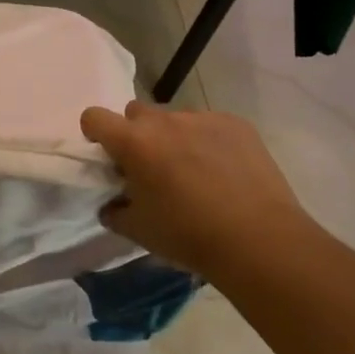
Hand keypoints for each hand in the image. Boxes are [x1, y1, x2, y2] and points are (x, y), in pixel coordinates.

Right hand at [79, 102, 318, 278]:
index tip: (109, 156)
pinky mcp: (236, 124)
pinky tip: (225, 172)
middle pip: (136, 113)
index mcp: (133, 142)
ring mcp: (202, 118)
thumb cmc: (188, 236)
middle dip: (137, 134)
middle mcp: (164, 121)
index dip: (96, 133)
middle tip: (152, 168)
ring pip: (175, 119)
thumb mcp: (139, 231)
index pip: (94, 116)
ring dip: (174, 138)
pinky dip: (209, 142)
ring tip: (195, 173)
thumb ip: (116, 211)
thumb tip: (112, 204)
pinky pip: (210, 125)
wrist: (259, 240)